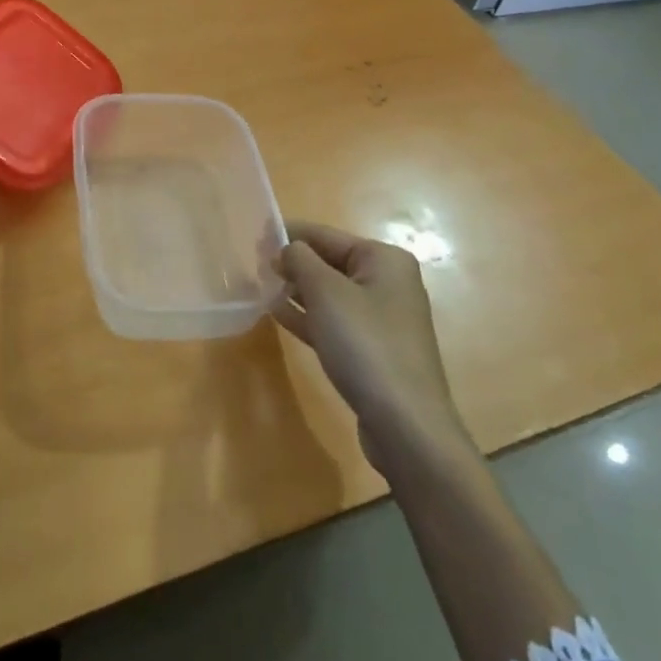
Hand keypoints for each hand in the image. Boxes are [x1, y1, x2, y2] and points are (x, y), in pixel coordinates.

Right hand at [271, 222, 474, 477]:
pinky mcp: (374, 350)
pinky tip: (278, 315)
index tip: (255, 237)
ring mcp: (382, 319)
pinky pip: (335, 322)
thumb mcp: (325, 292)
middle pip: (330, 262)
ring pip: (330, 294)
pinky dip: (308, 316)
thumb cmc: (365, 344)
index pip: (326, 235)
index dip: (289, 234)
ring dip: (297, 290)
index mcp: (384, 259)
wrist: (406, 425)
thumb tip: (285, 248)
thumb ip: (299, 260)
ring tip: (260, 288)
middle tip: (254, 266)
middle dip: (293, 264)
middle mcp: (388, 283)